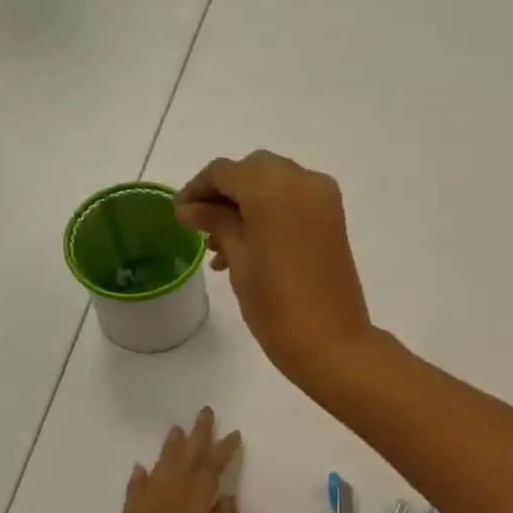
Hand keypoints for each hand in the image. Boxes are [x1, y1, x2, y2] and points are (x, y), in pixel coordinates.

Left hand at [94, 409, 242, 512]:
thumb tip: (225, 495)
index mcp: (189, 511)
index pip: (208, 472)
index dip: (222, 451)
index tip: (233, 434)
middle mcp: (163, 506)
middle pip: (181, 463)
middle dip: (195, 439)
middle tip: (205, 414)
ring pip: (158, 473)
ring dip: (169, 451)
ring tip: (177, 430)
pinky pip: (134, 495)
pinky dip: (139, 480)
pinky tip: (141, 470)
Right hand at [175, 152, 374, 390]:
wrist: (331, 341)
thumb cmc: (276, 303)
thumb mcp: (239, 258)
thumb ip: (216, 222)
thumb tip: (190, 208)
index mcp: (273, 187)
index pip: (225, 171)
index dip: (197, 189)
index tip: (179, 214)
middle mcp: (302, 180)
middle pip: (252, 171)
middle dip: (225, 193)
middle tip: (200, 225)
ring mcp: (323, 198)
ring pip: (274, 184)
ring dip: (246, 204)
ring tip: (218, 246)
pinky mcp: (333, 218)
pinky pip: (294, 201)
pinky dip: (269, 212)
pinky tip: (245, 247)